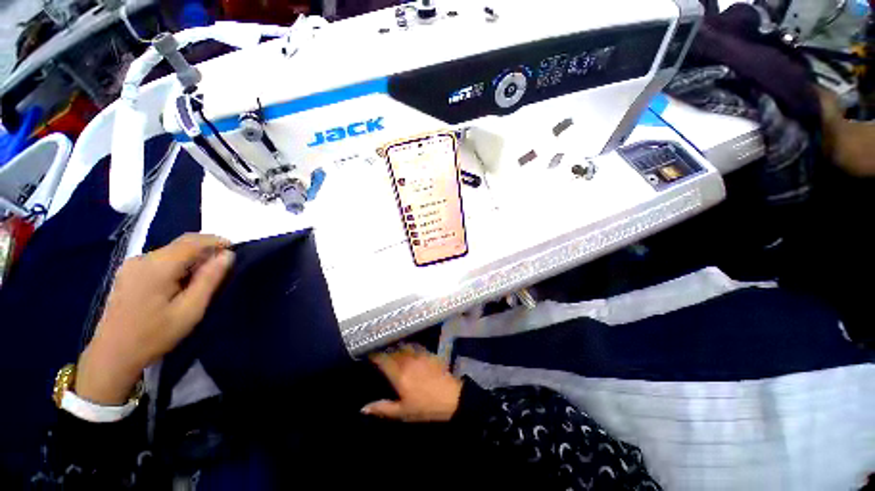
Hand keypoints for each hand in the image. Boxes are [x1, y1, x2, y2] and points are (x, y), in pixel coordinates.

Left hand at [76, 234, 234, 404]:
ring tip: (203, 278)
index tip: (235, 249)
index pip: (192, 241)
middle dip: (205, 250)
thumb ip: (209, 280)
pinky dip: (177, 265)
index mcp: (158, 266)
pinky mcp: (128, 273)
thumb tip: (227, 255)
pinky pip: (160, 260)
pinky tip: (181, 283)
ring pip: (171, 252)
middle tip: (222, 268)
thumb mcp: (190, 310)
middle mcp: (143, 259)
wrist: (112, 355)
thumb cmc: (154, 335)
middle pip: (181, 244)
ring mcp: (132, 265)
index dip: (216, 241)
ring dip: (191, 258)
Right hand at [362, 345, 462, 421]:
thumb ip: (382, 408)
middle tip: (379, 353)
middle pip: (392, 350)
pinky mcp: (428, 353)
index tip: (367, 355)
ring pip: (403, 345)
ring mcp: (419, 354)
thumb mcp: (402, 412)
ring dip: (396, 346)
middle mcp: (407, 360)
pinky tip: (407, 349)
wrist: (451, 397)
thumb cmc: (425, 407)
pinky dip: (408, 345)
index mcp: (399, 374)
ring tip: (391, 349)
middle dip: (384, 350)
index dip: (374, 355)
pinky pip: (414, 345)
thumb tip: (362, 409)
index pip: (383, 359)